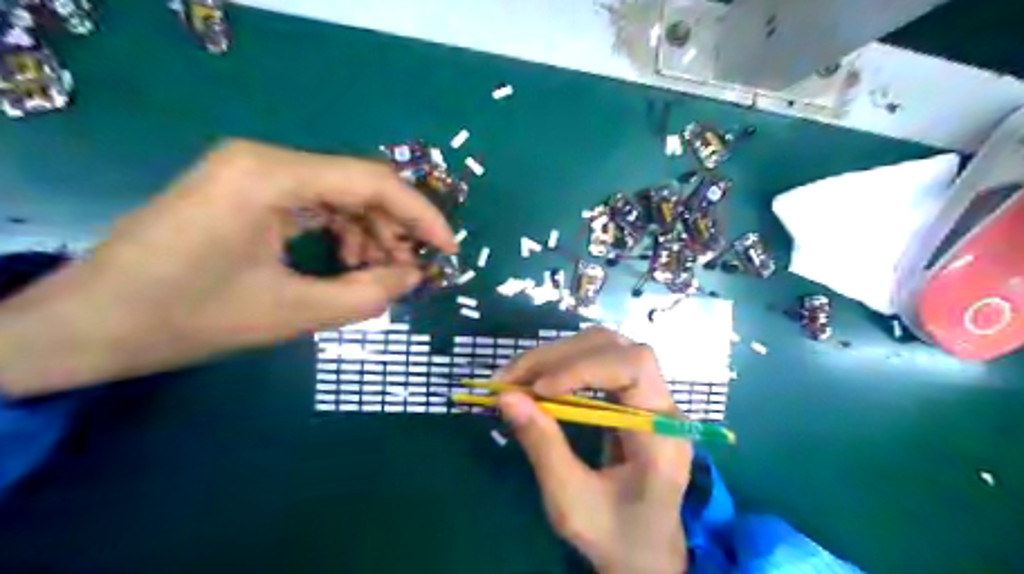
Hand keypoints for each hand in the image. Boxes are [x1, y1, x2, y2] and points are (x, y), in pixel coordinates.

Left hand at [0, 140, 455, 395]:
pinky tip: (348, 263)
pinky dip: (342, 232)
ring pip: (340, 193)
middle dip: (395, 228)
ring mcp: (252, 171)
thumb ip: (366, 295)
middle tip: (411, 271)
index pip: (372, 182)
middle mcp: (264, 158)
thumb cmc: (186, 318)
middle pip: (358, 183)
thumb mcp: (291, 312)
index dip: (421, 216)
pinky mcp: (246, 189)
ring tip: (379, 274)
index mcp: (270, 175)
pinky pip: (314, 203)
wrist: (87, 325)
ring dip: (370, 233)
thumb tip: (415, 277)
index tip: (449, 250)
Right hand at [494, 326, 686, 573]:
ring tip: (514, 377)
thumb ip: (543, 447)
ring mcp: (645, 396)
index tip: (539, 389)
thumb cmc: (615, 536)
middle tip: (509, 379)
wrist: (643, 551)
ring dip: (554, 356)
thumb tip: (506, 397)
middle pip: (614, 348)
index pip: (635, 367)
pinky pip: (594, 362)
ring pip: (602, 347)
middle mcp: (660, 403)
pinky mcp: (627, 396)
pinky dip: (559, 366)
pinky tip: (534, 381)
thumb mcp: (572, 502)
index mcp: (663, 433)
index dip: (585, 366)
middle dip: (558, 357)